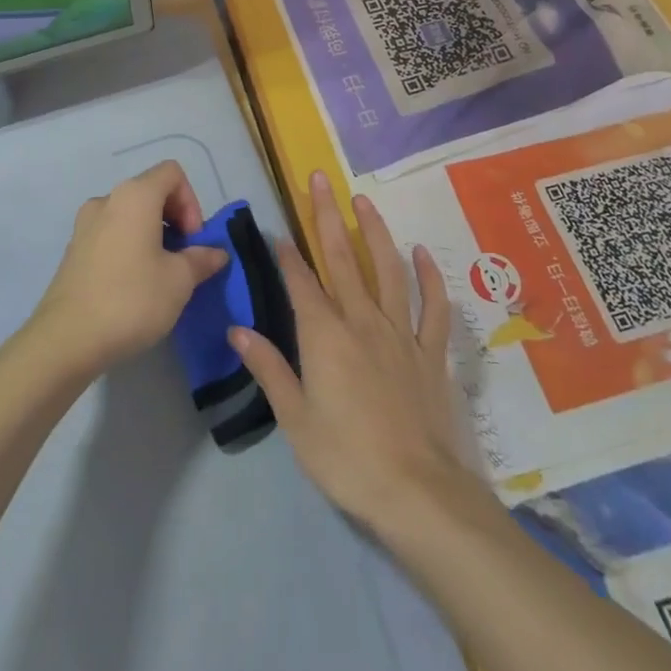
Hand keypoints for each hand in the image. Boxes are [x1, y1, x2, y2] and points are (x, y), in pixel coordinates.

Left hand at [32, 161, 229, 376]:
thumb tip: (216, 253)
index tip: (193, 240)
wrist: (67, 340)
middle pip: (151, 192)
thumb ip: (202, 259)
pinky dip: (129, 248)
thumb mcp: (179, 281)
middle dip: (174, 220)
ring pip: (130, 216)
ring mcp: (85, 225)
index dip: (191, 202)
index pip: (172, 173)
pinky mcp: (74, 251)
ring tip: (161, 275)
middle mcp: (107, 200)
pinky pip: (111, 235)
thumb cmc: (131, 299)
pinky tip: (134, 286)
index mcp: (134, 196)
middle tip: (183, 259)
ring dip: (152, 236)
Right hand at [230, 171, 468, 529]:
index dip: (287, 255)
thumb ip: (268, 368)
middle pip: (342, 259)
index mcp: (325, 336)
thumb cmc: (346, 458)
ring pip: (388, 269)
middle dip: (326, 216)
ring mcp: (400, 333)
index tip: (277, 229)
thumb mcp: (295, 419)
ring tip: (363, 199)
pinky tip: (421, 252)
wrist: (417, 492)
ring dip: (375, 231)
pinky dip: (429, 277)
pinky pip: (433, 307)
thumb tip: (237, 329)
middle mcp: (362, 321)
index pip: (300, 283)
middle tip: (320, 178)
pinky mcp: (431, 352)